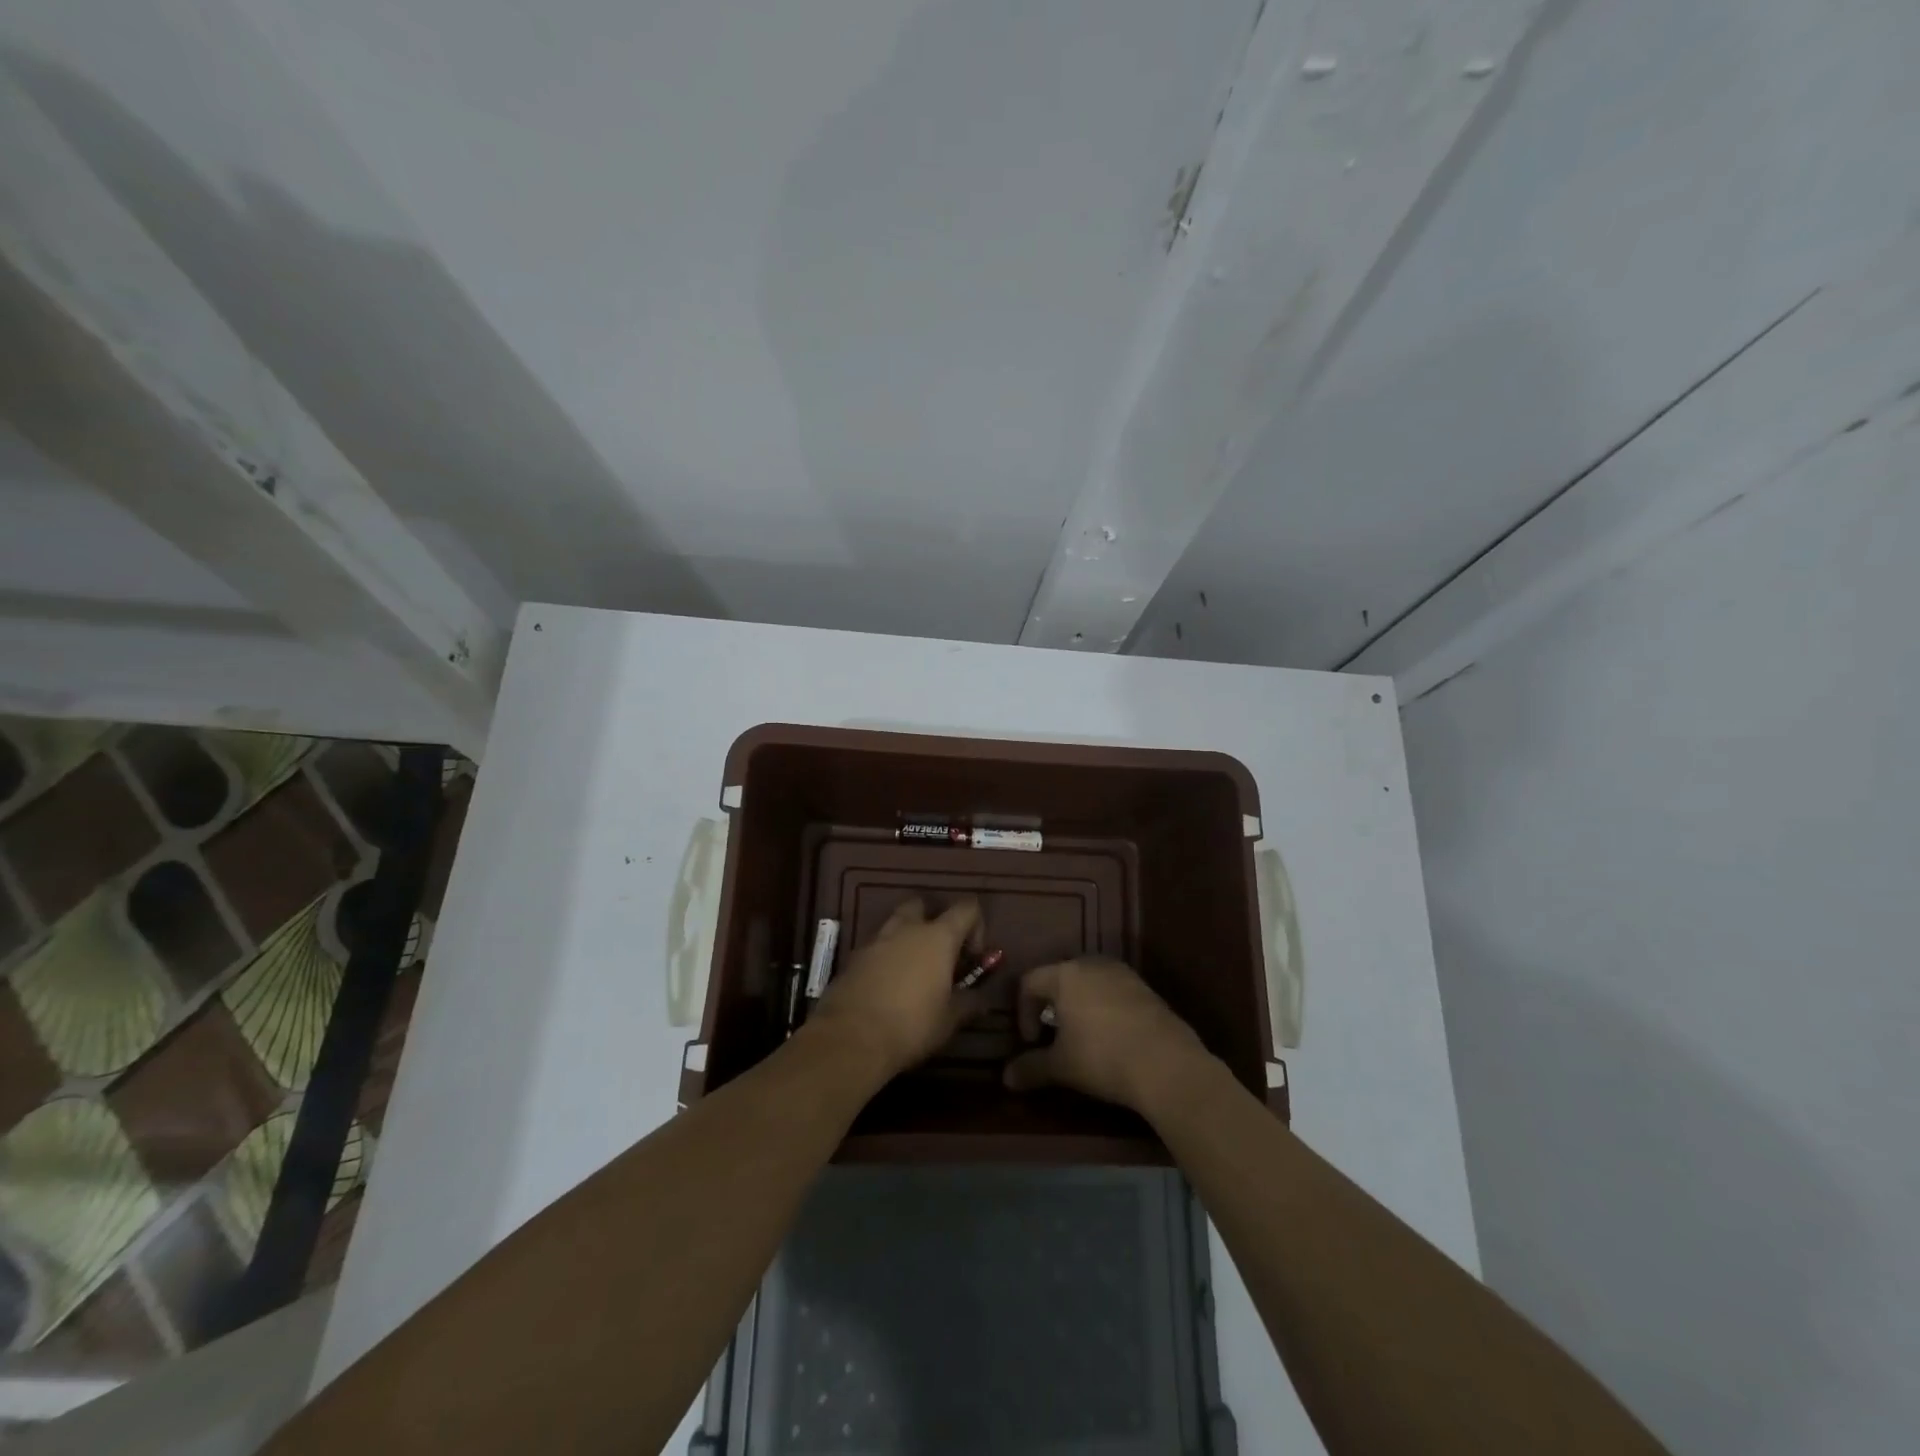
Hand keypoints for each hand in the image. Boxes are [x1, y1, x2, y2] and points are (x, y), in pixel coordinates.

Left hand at [808, 897, 981, 1081]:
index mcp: (938, 937)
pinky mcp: (853, 957)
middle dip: (933, 921)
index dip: (976, 926)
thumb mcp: (950, 1019)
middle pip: (922, 905)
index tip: (973, 958)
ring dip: (907, 938)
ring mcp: (876, 940)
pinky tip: (887, 986)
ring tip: (913, 972)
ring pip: (895, 924)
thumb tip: (982, 999)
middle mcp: (907, 928)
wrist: (851, 1038)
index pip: (966, 908)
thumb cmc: (911, 1025)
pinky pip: (876, 946)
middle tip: (939, 954)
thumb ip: (970, 1002)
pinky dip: (886, 957)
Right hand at [1003, 956, 1212, 1113]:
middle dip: (1052, 1006)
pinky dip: (1106, 1010)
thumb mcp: (1061, 1066)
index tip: (1031, 1042)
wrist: (1167, 1064)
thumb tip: (1006, 1078)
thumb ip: (1031, 1068)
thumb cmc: (1102, 1057)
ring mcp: (1123, 974)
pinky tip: (1114, 1040)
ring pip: (1090, 984)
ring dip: (1080, 1007)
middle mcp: (1092, 964)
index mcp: (1065, 975)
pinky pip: (1115, 993)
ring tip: (1084, 1039)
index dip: (1023, 1011)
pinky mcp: (1147, 989)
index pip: (1030, 981)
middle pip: (1061, 978)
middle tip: (1054, 1037)